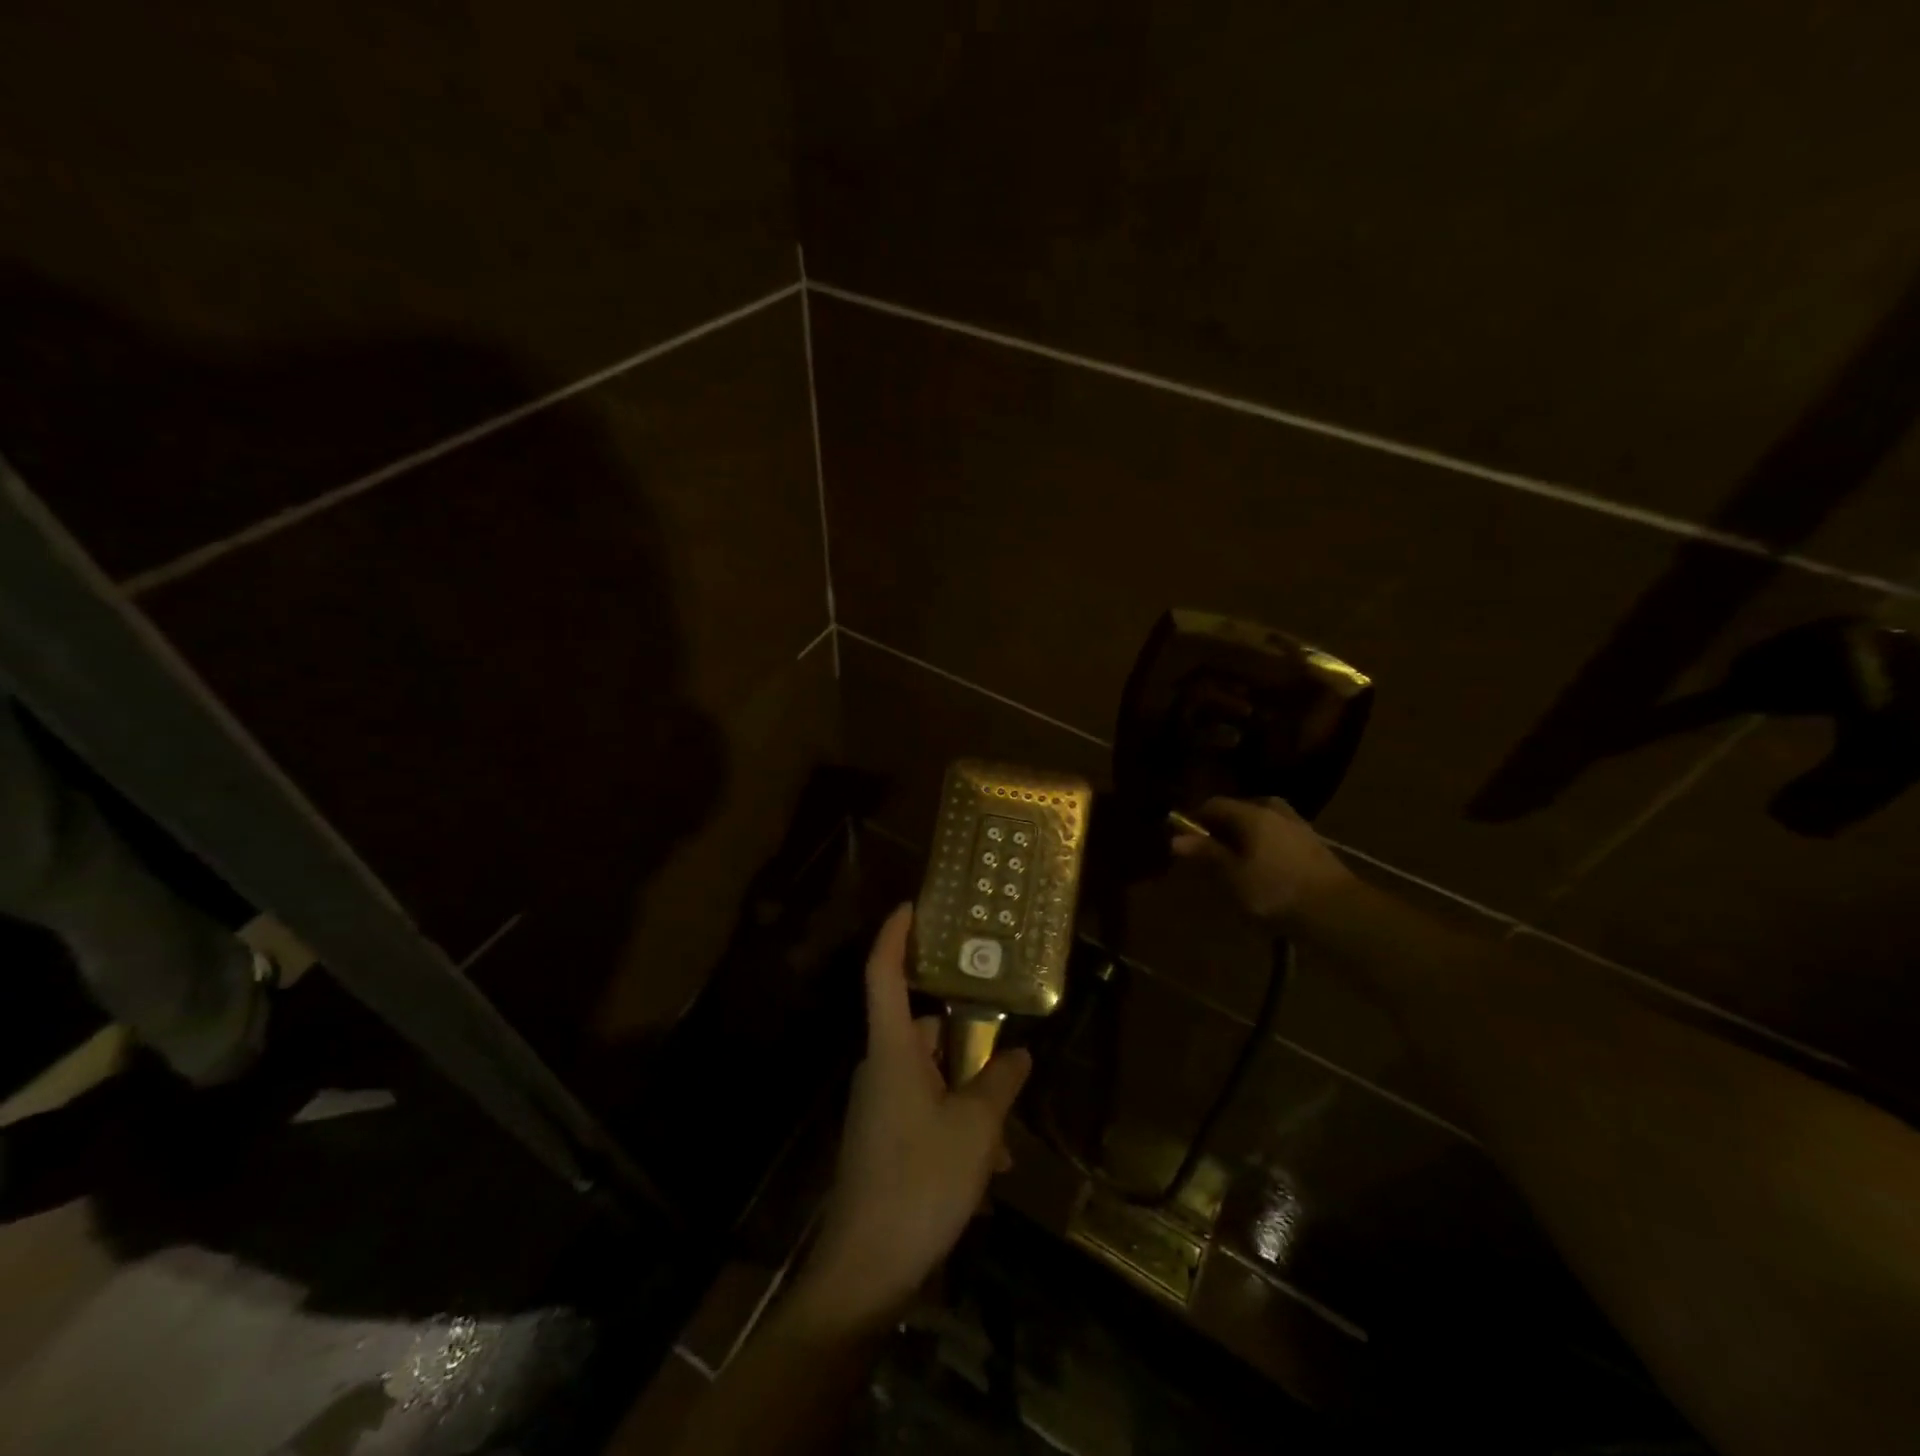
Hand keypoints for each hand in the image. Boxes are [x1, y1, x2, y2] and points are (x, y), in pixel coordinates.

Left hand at [794, 904, 1031, 1334]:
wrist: (865, 1267)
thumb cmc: (920, 1180)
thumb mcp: (975, 1129)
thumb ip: (1000, 1083)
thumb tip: (1019, 1053)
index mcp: (892, 1050)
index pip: (883, 973)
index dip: (895, 935)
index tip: (913, 906)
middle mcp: (880, 1067)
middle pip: (921, 1028)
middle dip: (965, 1039)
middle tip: (1006, 1048)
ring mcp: (879, 1104)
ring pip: (930, 1075)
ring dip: (968, 1093)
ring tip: (1006, 1133)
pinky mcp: (883, 1137)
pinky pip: (925, 1109)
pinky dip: (956, 1123)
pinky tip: (988, 1165)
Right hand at [1169, 796, 1354, 925]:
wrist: (1337, 912)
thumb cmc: (1275, 891)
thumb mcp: (1232, 876)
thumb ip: (1206, 854)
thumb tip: (1176, 838)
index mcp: (1251, 813)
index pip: (1214, 804)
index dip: (1194, 819)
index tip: (1183, 839)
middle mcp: (1275, 811)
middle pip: (1239, 811)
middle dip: (1221, 828)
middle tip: (1209, 853)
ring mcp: (1298, 827)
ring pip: (1261, 824)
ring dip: (1245, 839)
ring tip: (1235, 864)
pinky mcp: (1314, 846)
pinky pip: (1277, 838)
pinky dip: (1264, 848)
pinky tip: (1262, 871)